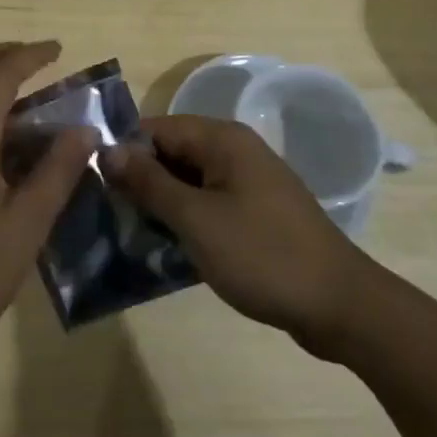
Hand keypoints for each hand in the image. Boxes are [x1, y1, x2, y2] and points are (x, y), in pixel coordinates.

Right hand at [103, 115, 379, 357]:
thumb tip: (108, 149)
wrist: (341, 307)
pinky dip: (186, 220)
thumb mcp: (196, 219)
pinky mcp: (255, 213)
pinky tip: (165, 248)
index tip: (94, 185)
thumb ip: (149, 182)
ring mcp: (248, 182)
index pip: (155, 129)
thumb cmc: (263, 255)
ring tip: (128, 234)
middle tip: (107, 215)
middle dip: (140, 181)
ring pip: (188, 181)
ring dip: (161, 204)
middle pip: (171, 153)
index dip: (124, 153)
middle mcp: (234, 151)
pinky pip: (207, 204)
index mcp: (222, 139)